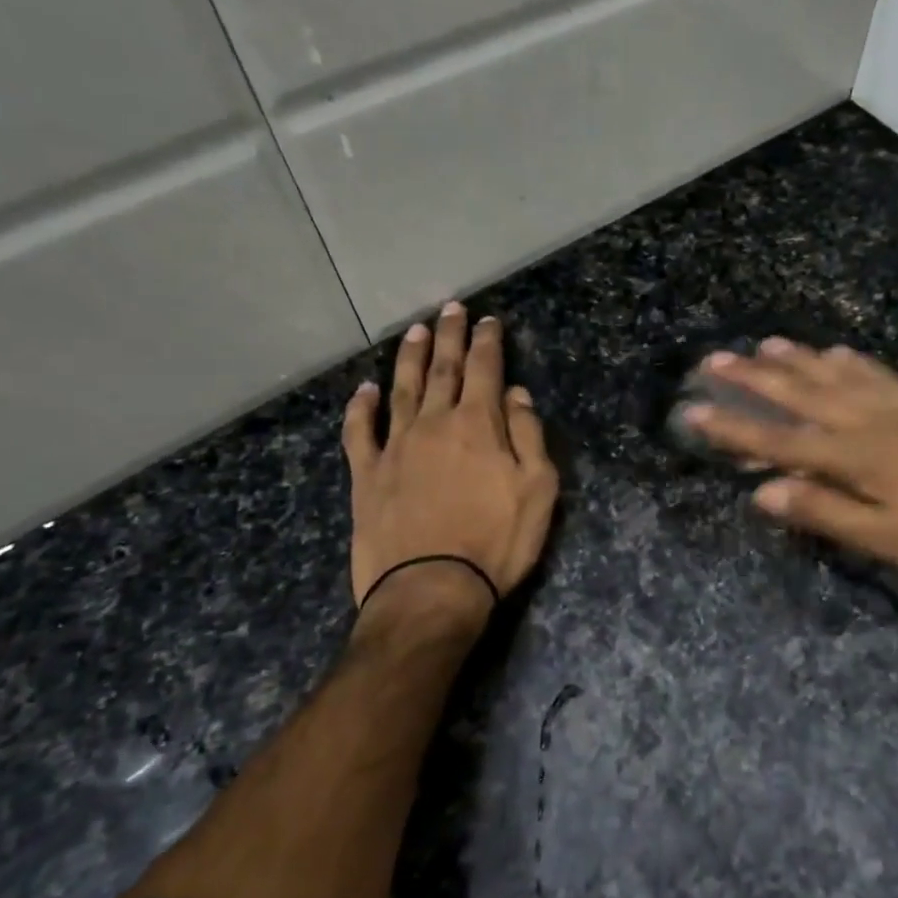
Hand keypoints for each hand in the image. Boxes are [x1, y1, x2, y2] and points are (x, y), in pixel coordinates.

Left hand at [341, 303, 558, 623]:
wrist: (431, 589)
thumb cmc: (497, 541)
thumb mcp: (538, 489)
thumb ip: (528, 436)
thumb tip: (516, 395)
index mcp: (478, 425)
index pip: (484, 369)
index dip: (487, 342)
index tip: (489, 320)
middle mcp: (433, 423)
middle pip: (442, 369)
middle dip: (449, 335)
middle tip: (451, 308)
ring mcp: (395, 447)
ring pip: (401, 389)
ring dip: (409, 357)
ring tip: (414, 330)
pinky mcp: (366, 475)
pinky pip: (359, 432)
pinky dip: (360, 408)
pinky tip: (364, 390)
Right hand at [683, 339, 897, 582]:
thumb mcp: (887, 539)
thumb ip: (825, 512)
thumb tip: (763, 492)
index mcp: (855, 456)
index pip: (780, 440)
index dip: (733, 427)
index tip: (694, 410)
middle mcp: (868, 420)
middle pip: (800, 394)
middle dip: (754, 378)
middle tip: (714, 360)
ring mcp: (897, 407)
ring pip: (834, 376)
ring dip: (796, 360)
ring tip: (763, 345)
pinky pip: (877, 373)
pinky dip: (850, 361)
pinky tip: (834, 351)